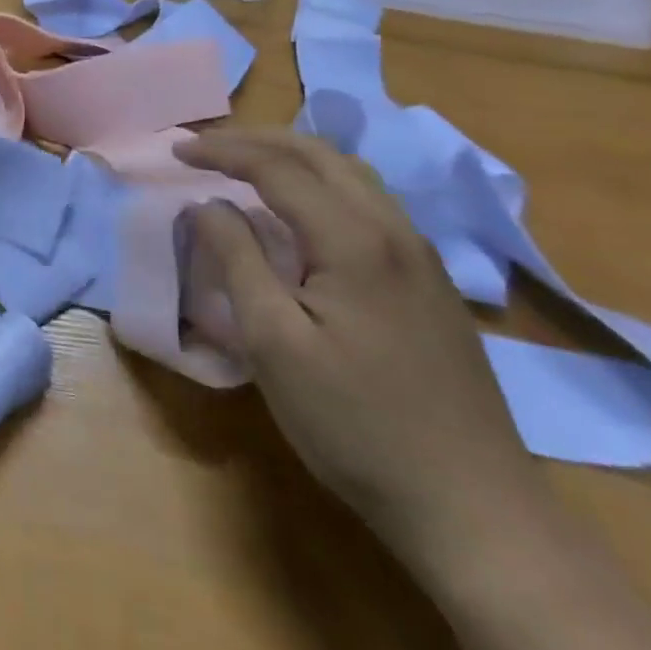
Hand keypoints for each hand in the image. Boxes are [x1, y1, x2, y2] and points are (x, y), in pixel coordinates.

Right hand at [175, 126, 548, 581]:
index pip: (276, 167)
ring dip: (292, 157)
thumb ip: (237, 259)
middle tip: (206, 147)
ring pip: (350, 174)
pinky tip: (304, 210)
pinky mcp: (430, 281)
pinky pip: (368, 202)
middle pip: (318, 154)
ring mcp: (420, 254)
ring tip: (247, 164)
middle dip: (256, 140)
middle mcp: (393, 229)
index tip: (175, 150)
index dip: (221, 151)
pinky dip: (321, 183)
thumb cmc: (356, 424)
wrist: (474, 509)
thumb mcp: (274, 343)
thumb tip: (208, 205)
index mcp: (354, 238)